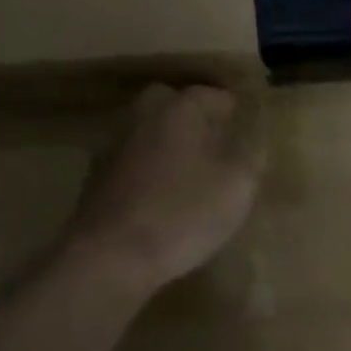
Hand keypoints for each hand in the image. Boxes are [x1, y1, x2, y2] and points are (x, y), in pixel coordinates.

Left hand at [64, 84, 264, 295]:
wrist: (113, 254)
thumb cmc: (185, 213)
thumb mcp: (238, 184)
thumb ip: (250, 151)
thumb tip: (253, 131)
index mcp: (180, 107)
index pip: (216, 96)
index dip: (236, 115)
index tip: (249, 137)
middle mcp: (143, 114)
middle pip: (178, 108)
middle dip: (200, 125)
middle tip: (221, 154)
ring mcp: (114, 143)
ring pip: (153, 135)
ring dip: (172, 149)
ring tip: (194, 179)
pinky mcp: (98, 175)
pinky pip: (136, 163)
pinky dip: (151, 173)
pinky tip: (163, 199)